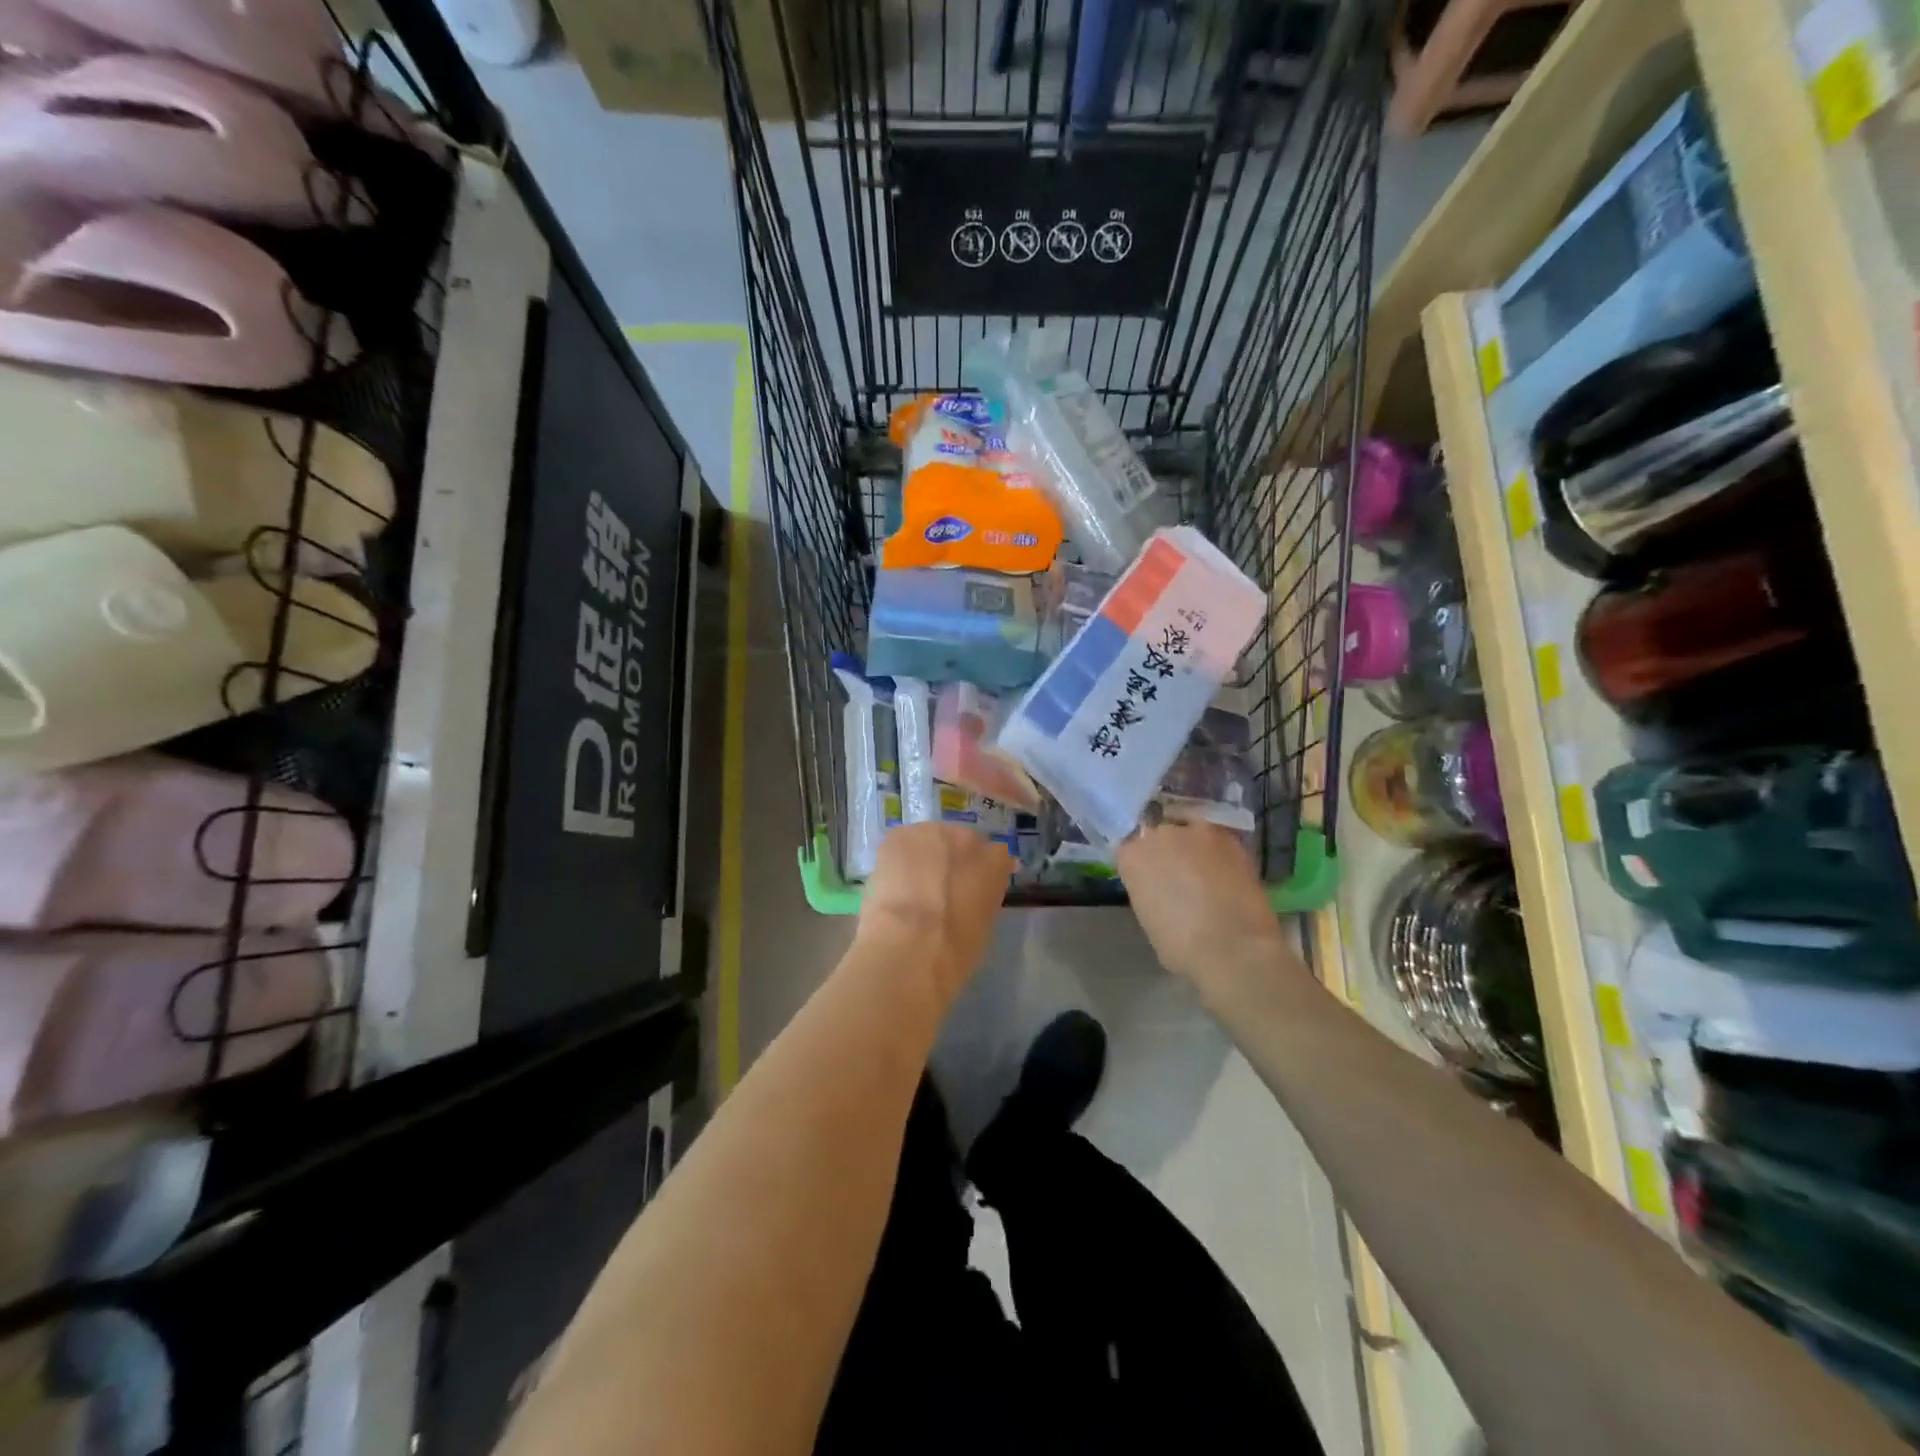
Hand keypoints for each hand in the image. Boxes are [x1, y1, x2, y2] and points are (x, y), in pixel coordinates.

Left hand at [857, 823, 1012, 995]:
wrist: (911, 945)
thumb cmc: (956, 949)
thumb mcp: (984, 925)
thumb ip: (982, 899)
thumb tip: (971, 896)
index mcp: (996, 861)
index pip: (995, 857)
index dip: (981, 872)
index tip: (973, 889)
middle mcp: (967, 838)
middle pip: (961, 841)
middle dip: (953, 859)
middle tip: (941, 887)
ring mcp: (931, 833)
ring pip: (929, 840)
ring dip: (924, 856)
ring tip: (912, 886)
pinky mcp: (898, 838)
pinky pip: (901, 846)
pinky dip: (897, 861)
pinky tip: (893, 885)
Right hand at [1116, 823, 1293, 993]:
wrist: (1233, 946)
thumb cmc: (1181, 946)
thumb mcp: (1149, 918)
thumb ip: (1150, 891)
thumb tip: (1163, 889)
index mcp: (1131, 856)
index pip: (1131, 849)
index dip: (1143, 864)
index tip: (1151, 879)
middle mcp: (1159, 834)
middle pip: (1159, 833)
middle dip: (1167, 850)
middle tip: (1179, 873)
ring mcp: (1195, 831)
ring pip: (1190, 830)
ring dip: (1195, 847)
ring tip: (1206, 871)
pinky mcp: (1229, 836)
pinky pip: (1218, 839)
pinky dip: (1220, 853)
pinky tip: (1227, 872)